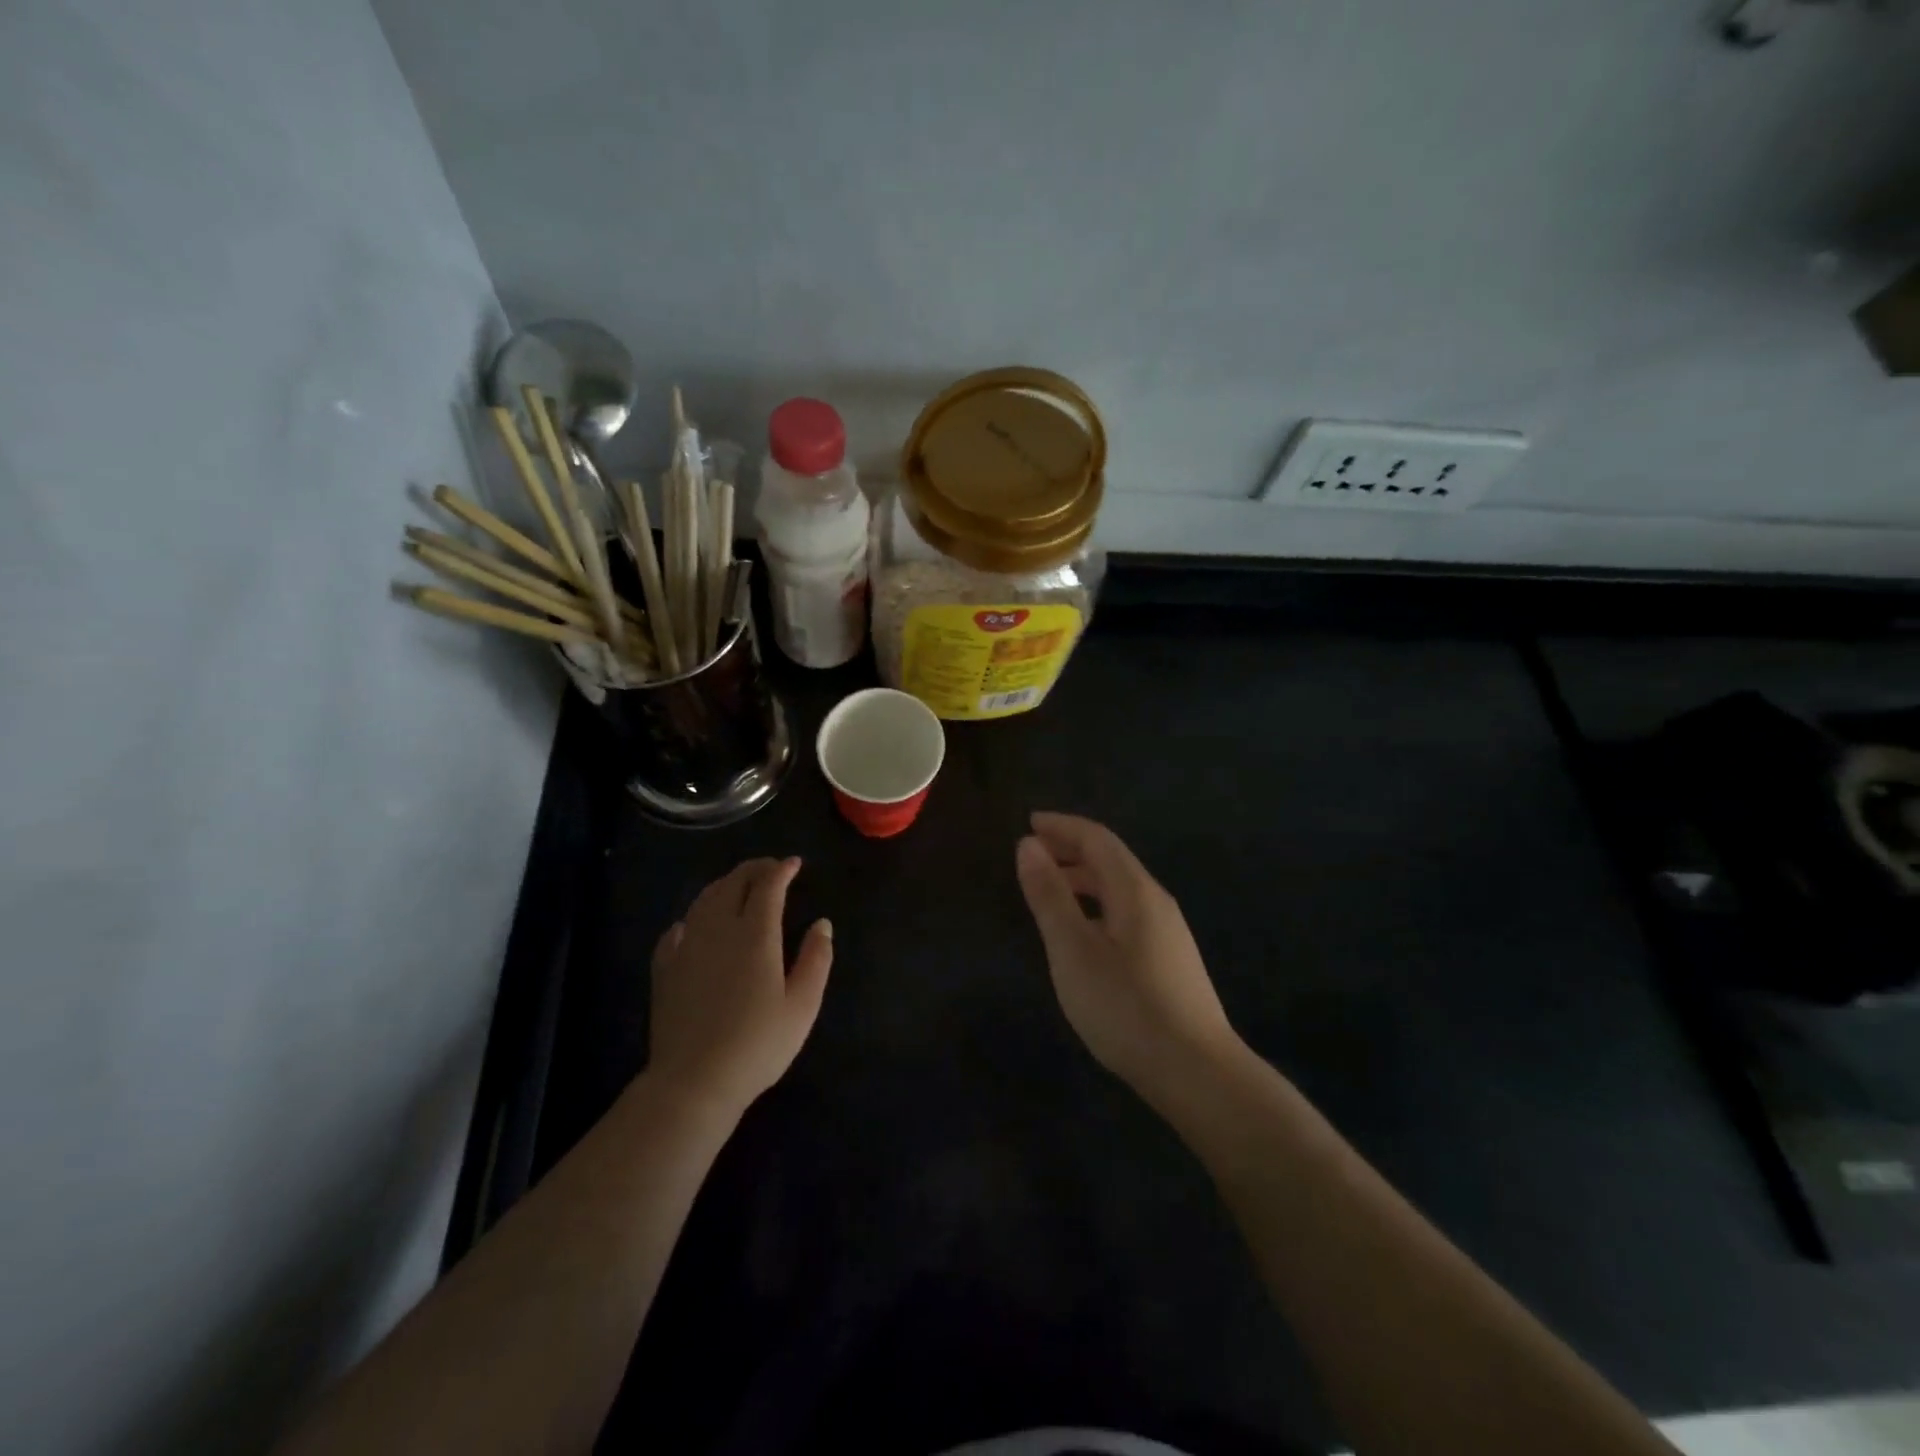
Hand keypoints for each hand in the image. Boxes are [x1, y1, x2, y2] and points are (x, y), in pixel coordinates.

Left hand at [648, 857, 832, 1119]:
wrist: (694, 1082)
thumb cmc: (757, 1045)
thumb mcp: (802, 1006)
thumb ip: (816, 959)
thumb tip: (822, 924)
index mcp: (756, 935)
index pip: (768, 886)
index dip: (782, 869)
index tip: (795, 864)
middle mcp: (719, 930)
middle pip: (733, 883)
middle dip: (754, 869)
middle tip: (771, 868)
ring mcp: (687, 947)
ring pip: (704, 900)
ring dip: (724, 885)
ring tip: (738, 886)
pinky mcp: (665, 969)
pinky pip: (677, 930)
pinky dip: (692, 917)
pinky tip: (694, 925)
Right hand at [1015, 813, 1238, 1105]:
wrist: (1197, 1072)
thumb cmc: (1126, 1007)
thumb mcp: (1074, 950)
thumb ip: (1050, 896)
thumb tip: (1028, 844)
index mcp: (1135, 890)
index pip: (1097, 838)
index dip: (1062, 826)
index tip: (1028, 822)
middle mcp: (1156, 901)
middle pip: (1110, 860)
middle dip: (1070, 849)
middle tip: (1031, 854)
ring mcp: (1168, 932)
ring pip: (1119, 889)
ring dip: (1082, 879)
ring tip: (1048, 890)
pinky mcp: (1169, 960)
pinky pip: (1125, 912)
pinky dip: (1096, 905)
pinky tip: (1082, 932)